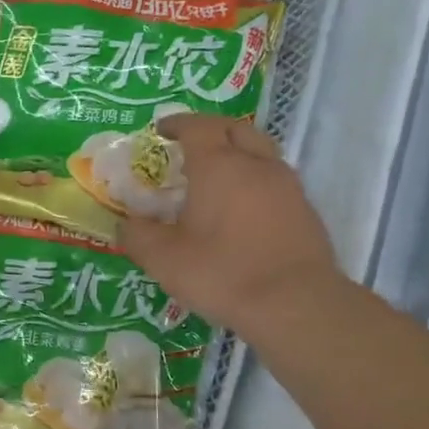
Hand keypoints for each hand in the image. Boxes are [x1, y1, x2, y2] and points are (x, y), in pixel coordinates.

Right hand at [119, 114, 341, 334]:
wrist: (294, 304)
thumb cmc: (222, 272)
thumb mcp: (163, 259)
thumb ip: (137, 236)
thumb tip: (125, 224)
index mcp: (218, 166)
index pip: (198, 126)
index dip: (177, 124)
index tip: (160, 130)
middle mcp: (256, 165)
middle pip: (236, 130)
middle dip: (211, 131)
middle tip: (190, 147)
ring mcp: (286, 186)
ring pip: (260, 153)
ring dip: (237, 155)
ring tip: (215, 178)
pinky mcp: (304, 211)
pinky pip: (274, 181)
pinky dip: (253, 182)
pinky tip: (240, 210)